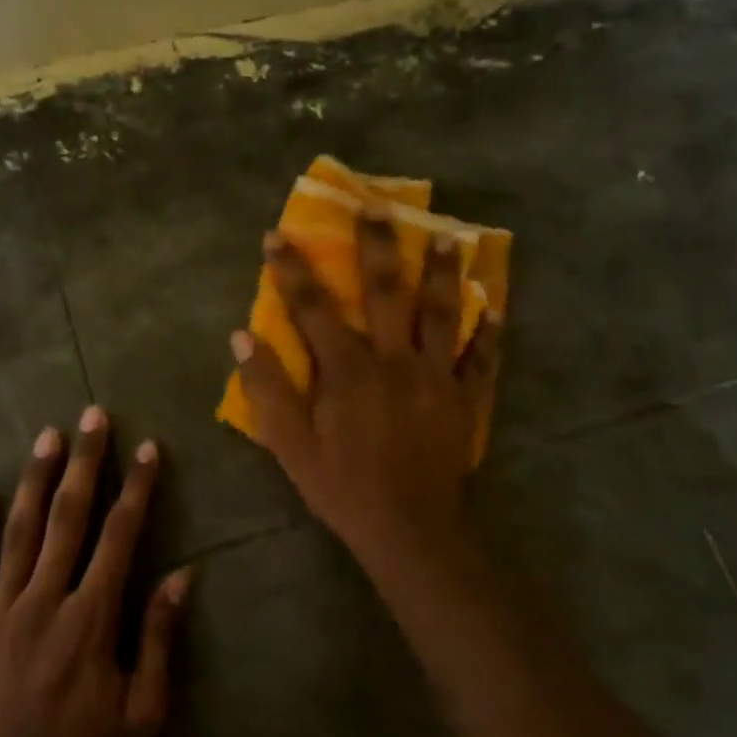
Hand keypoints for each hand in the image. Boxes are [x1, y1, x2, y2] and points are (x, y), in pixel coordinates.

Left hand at [0, 407, 191, 736]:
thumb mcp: (143, 714)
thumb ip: (159, 639)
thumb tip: (182, 575)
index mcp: (91, 618)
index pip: (120, 535)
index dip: (136, 488)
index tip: (147, 448)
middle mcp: (44, 602)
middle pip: (67, 518)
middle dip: (84, 462)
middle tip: (92, 416)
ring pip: (17, 532)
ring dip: (34, 480)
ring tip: (47, 437)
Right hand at [230, 216, 499, 564]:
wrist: (409, 530)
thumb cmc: (343, 487)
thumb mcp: (291, 445)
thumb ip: (267, 388)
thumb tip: (242, 336)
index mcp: (347, 370)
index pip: (312, 308)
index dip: (291, 270)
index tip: (277, 236)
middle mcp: (393, 360)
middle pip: (386, 291)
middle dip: (377, 246)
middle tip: (377, 206)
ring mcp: (434, 376)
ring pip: (440, 313)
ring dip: (440, 272)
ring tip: (446, 236)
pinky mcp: (462, 398)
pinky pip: (478, 358)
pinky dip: (488, 332)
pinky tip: (494, 306)